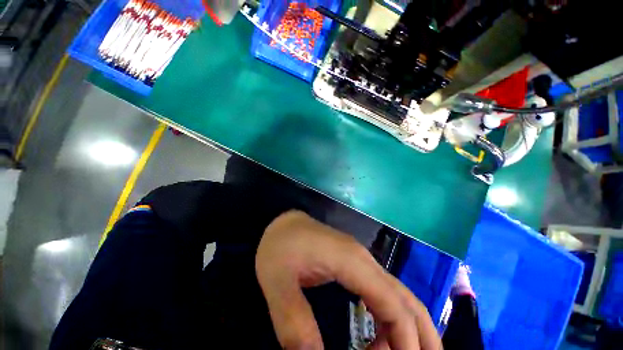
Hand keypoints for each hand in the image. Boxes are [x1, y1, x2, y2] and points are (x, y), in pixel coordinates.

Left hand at [256, 210, 441, 348]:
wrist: (281, 221)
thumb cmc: (279, 246)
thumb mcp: (278, 284)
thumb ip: (295, 324)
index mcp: (350, 261)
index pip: (393, 305)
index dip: (404, 342)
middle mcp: (364, 260)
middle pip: (406, 299)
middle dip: (420, 337)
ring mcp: (361, 260)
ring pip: (399, 296)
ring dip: (406, 329)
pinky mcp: (354, 263)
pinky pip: (382, 293)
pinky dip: (390, 319)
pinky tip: (379, 338)